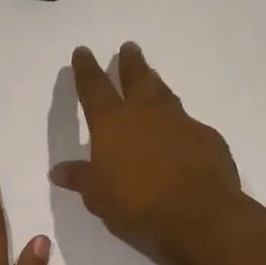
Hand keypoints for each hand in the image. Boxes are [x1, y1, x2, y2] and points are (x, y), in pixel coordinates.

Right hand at [49, 43, 241, 264]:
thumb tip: (58, 171)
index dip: (86, 69)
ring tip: (152, 77)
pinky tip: (180, 135)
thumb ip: (81, 178)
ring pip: (165, 94)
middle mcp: (146, 114)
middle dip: (129, 62)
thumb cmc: (138, 205)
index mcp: (112, 123)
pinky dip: (179, 125)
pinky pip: (188, 124)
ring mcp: (180, 122)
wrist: (200, 217)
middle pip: (136, 78)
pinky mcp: (207, 138)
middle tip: (129, 48)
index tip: (83, 52)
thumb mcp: (98, 196)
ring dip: (156, 84)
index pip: (94, 87)